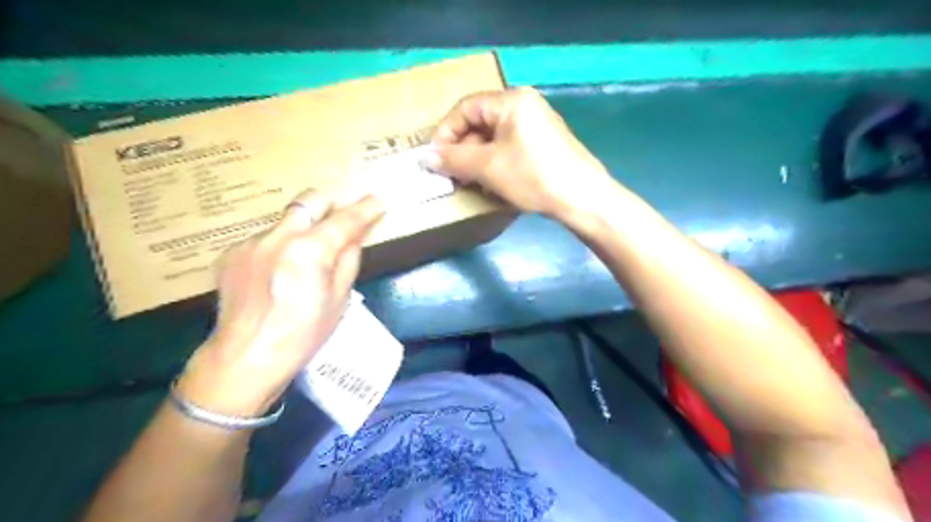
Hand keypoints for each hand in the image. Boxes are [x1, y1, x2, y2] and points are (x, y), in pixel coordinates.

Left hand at [176, 187, 383, 415]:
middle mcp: (277, 236)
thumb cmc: (303, 334)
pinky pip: (264, 240)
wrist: (246, 356)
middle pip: (309, 200)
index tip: (377, 201)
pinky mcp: (231, 253)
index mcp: (309, 250)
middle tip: (341, 220)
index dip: (365, 209)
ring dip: (302, 230)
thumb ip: (348, 259)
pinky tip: (278, 273)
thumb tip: (355, 236)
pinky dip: (279, 248)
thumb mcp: (339, 299)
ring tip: (305, 258)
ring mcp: (250, 243)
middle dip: (330, 204)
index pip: (345, 219)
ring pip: (285, 222)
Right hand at [429, 86, 616, 219]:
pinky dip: (495, 164)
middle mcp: (524, 106)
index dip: (445, 133)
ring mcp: (536, 126)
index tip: (435, 159)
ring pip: (494, 139)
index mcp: (511, 101)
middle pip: (480, 123)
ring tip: (470, 183)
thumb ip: (453, 159)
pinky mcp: (543, 145)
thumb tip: (425, 157)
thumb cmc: (533, 176)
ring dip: (477, 160)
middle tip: (452, 175)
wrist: (582, 199)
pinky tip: (492, 185)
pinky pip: (509, 148)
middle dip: (462, 150)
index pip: (465, 108)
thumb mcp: (488, 167)